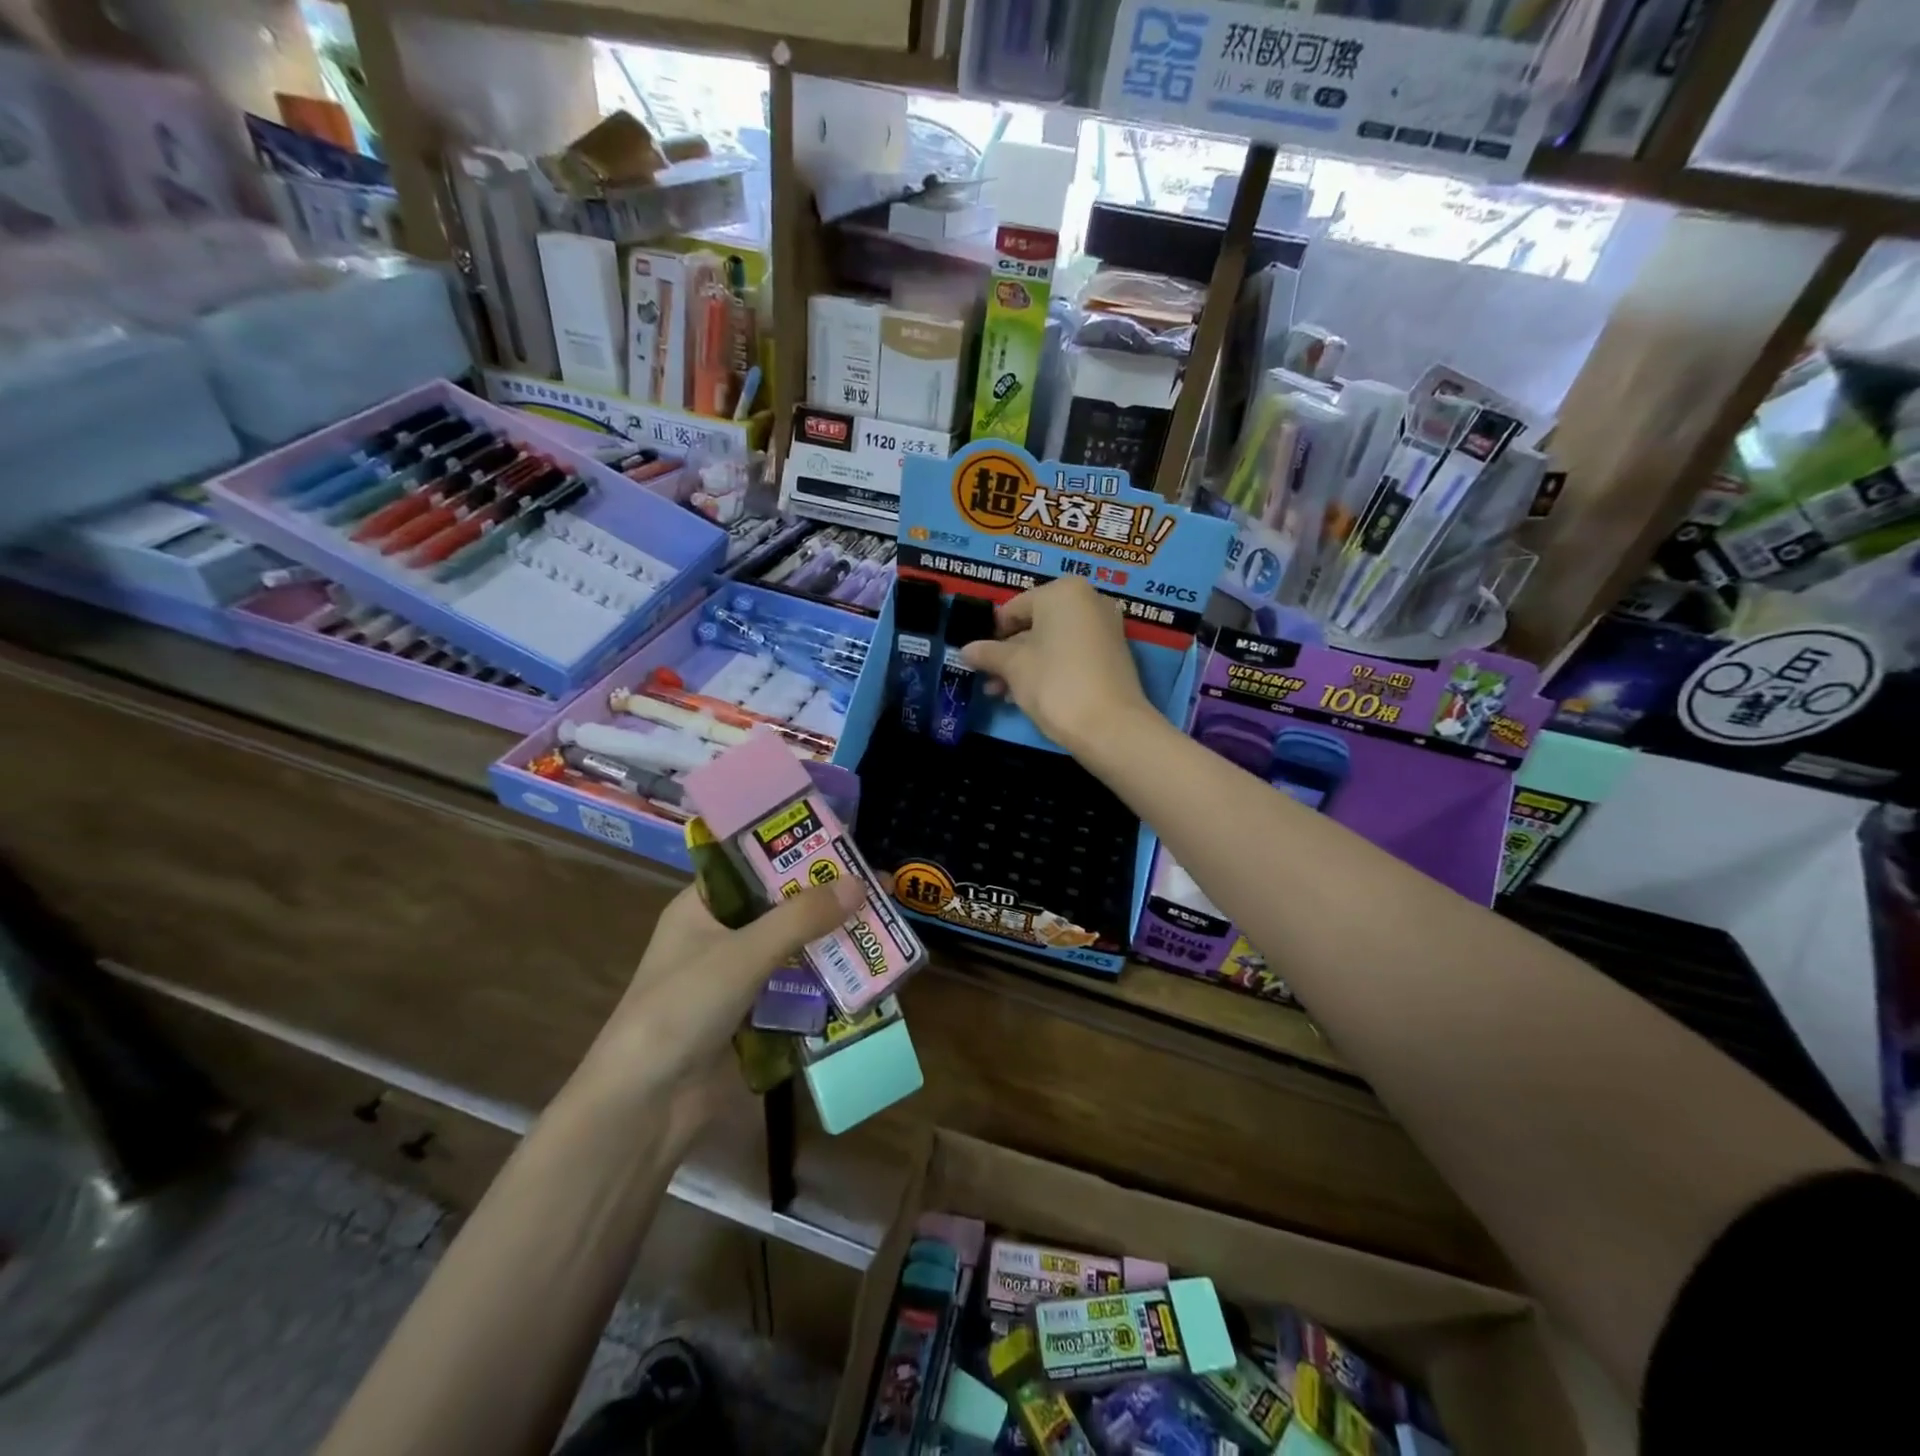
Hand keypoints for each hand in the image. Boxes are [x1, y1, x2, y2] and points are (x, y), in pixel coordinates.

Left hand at [571, 876, 864, 1108]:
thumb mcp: (743, 953)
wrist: (644, 1107)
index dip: (798, 854)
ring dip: (831, 944)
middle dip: (826, 902)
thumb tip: (859, 883)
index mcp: (701, 907)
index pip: (754, 866)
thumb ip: (801, 918)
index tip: (846, 848)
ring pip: (792, 949)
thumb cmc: (682, 1008)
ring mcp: (734, 980)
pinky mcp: (751, 1019)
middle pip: (781, 908)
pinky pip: (795, 989)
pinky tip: (864, 978)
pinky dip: (824, 984)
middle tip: (878, 890)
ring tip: (882, 930)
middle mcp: (718, 937)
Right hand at [960, 577, 1153, 754]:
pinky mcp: (1114, 654)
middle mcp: (1089, 600)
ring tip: (1002, 694)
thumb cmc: (1054, 683)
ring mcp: (1105, 627)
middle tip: (988, 679)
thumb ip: (988, 654)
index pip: (1014, 608)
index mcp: (1063, 592)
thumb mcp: (1013, 667)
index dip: (992, 634)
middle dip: (1009, 653)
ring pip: (1053, 641)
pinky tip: (1028, 694)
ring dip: (1025, 665)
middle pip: (1036, 624)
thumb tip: (964, 650)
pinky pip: (1072, 653)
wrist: (1109, 726)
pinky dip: (1051, 668)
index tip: (978, 658)